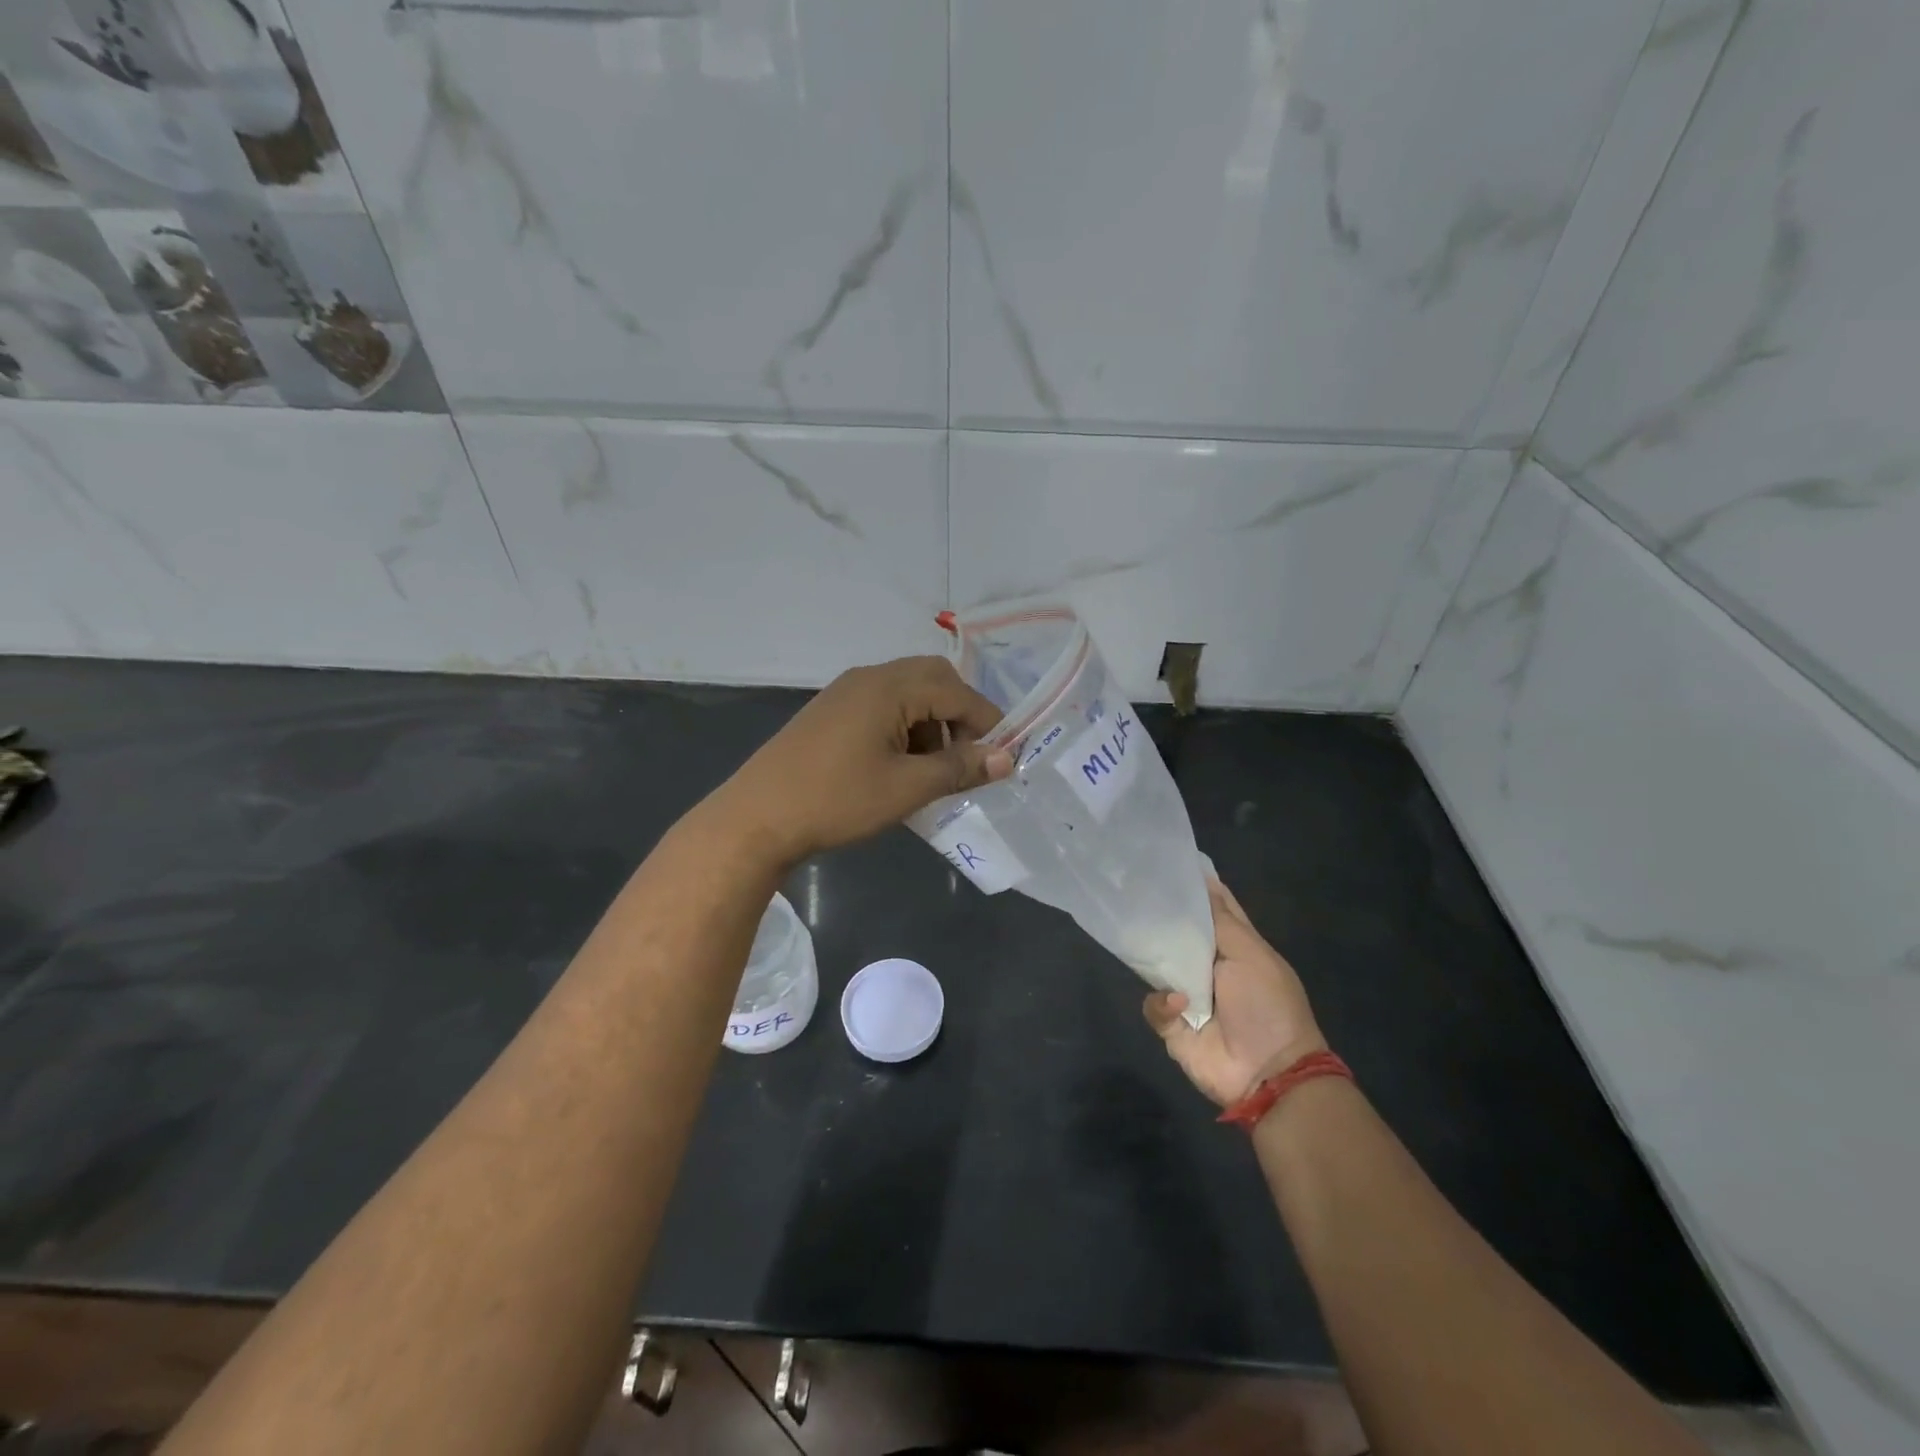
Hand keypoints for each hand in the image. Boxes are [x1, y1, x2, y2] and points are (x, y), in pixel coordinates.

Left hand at [714, 656, 1013, 863]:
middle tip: (966, 758)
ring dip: (931, 723)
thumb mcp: (907, 788)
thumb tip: (1007, 758)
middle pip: (933, 680)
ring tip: (932, 770)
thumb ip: (959, 768)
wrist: (757, 817)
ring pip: (908, 693)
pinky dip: (904, 727)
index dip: (986, 723)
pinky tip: (899, 766)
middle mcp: (869, 677)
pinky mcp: (831, 711)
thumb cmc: (837, 800)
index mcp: (890, 687)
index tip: (1003, 758)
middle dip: (958, 716)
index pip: (957, 692)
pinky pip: (883, 705)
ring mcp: (846, 691)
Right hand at [1144, 876, 1326, 1107]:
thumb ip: (1221, 920)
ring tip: (1143, 941)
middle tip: (1134, 892)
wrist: (1268, 1073)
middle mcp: (1211, 968)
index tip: (1174, 863)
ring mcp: (1190, 997)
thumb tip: (1203, 881)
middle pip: (1180, 934)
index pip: (1216, 909)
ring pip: (1159, 966)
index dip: (1199, 887)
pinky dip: (1164, 1004)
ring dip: (1154, 959)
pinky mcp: (1173, 1026)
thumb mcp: (1251, 954)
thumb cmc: (1267, 1005)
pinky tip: (1180, 1004)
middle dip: (1161, 918)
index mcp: (1237, 948)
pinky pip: (1154, 1006)